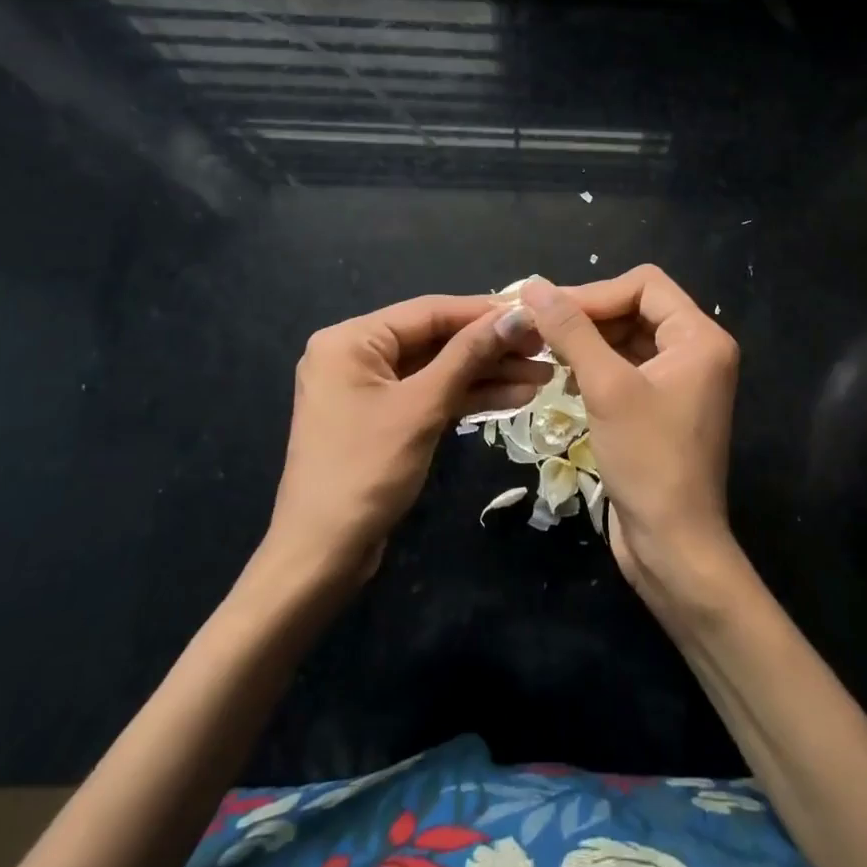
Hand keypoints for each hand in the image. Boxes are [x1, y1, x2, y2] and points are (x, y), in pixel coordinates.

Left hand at [263, 295, 548, 589]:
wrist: (323, 555)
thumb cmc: (366, 470)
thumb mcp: (422, 407)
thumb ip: (469, 355)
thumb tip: (516, 315)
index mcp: (351, 340)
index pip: (429, 311)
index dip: (484, 312)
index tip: (534, 313)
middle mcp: (357, 354)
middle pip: (436, 339)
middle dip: (491, 347)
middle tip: (544, 349)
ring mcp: (370, 388)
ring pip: (439, 369)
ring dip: (488, 374)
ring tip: (542, 376)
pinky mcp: (383, 417)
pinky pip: (431, 394)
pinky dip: (468, 397)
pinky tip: (515, 397)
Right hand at [517, 268, 739, 593]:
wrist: (673, 546)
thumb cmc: (647, 461)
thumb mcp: (606, 388)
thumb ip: (571, 331)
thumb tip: (534, 286)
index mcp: (700, 338)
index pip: (644, 285)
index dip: (594, 292)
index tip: (547, 309)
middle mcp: (696, 351)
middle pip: (635, 308)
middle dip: (587, 315)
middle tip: (536, 327)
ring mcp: (679, 380)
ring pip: (626, 338)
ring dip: (586, 340)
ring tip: (542, 349)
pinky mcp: (660, 405)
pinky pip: (625, 367)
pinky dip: (594, 365)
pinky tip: (562, 376)